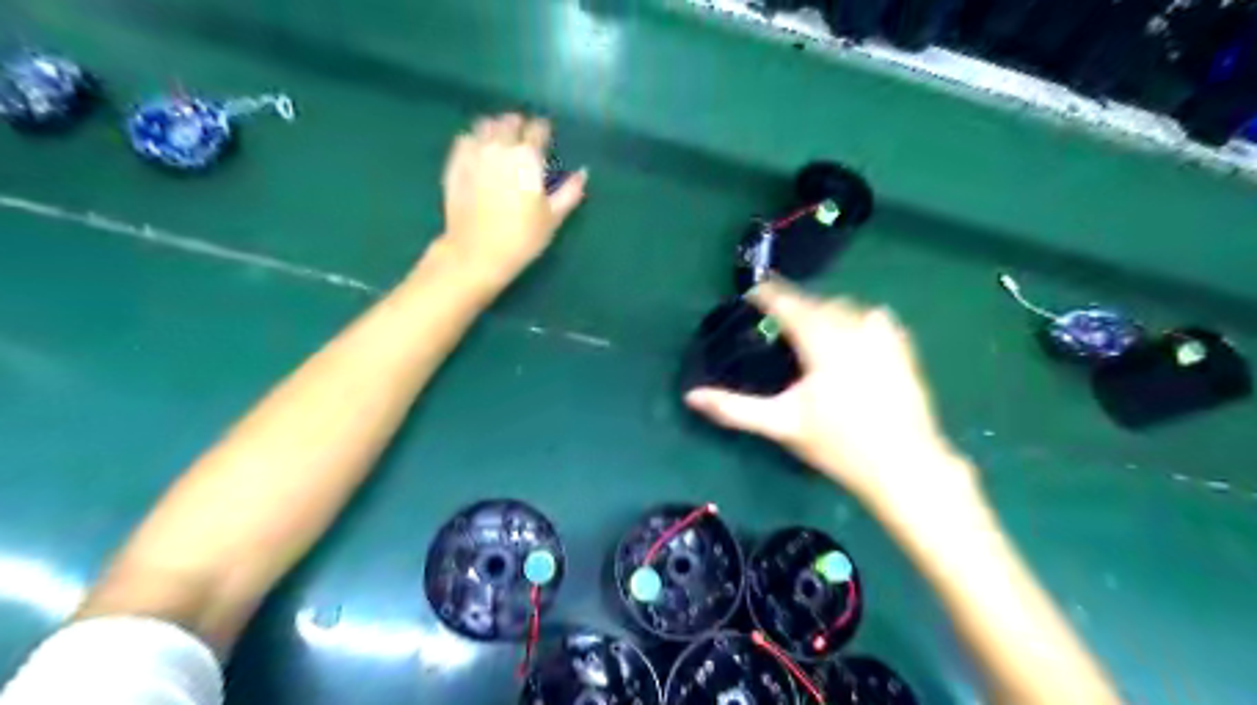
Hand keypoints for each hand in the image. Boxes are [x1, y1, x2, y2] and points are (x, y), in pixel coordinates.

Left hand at [439, 112, 589, 289]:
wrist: (476, 253)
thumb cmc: (521, 238)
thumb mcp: (553, 218)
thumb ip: (570, 192)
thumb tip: (583, 173)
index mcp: (527, 157)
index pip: (537, 128)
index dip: (543, 130)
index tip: (546, 137)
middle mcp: (500, 147)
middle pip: (509, 122)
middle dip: (518, 126)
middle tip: (523, 139)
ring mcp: (473, 153)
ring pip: (485, 126)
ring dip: (495, 129)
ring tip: (500, 141)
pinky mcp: (454, 165)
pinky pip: (464, 140)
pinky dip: (474, 140)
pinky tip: (478, 152)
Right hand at [685, 278, 969, 514]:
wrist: (904, 465)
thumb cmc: (838, 445)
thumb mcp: (781, 424)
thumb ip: (734, 408)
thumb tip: (691, 396)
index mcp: (820, 341)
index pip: (787, 303)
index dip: (766, 293)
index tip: (751, 292)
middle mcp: (852, 327)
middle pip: (816, 302)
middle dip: (794, 304)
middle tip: (775, 320)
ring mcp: (882, 335)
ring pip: (846, 307)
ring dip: (824, 310)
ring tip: (810, 329)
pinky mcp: (901, 347)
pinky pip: (874, 318)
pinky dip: (856, 320)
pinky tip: (851, 338)